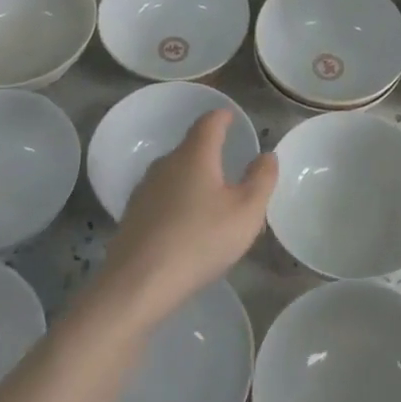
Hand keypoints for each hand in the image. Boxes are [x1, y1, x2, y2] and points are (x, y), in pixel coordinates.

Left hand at [100, 110, 276, 325]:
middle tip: (233, 175)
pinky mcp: (133, 216)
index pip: (209, 122)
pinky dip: (179, 203)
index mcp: (195, 155)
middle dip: (212, 155)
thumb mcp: (246, 211)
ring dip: (195, 182)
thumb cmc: (199, 240)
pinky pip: (163, 199)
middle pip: (192, 148)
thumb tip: (266, 156)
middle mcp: (166, 163)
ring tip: (213, 205)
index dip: (222, 117)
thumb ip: (261, 179)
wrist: (137, 284)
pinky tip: (187, 228)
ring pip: (176, 175)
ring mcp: (145, 190)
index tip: (231, 118)